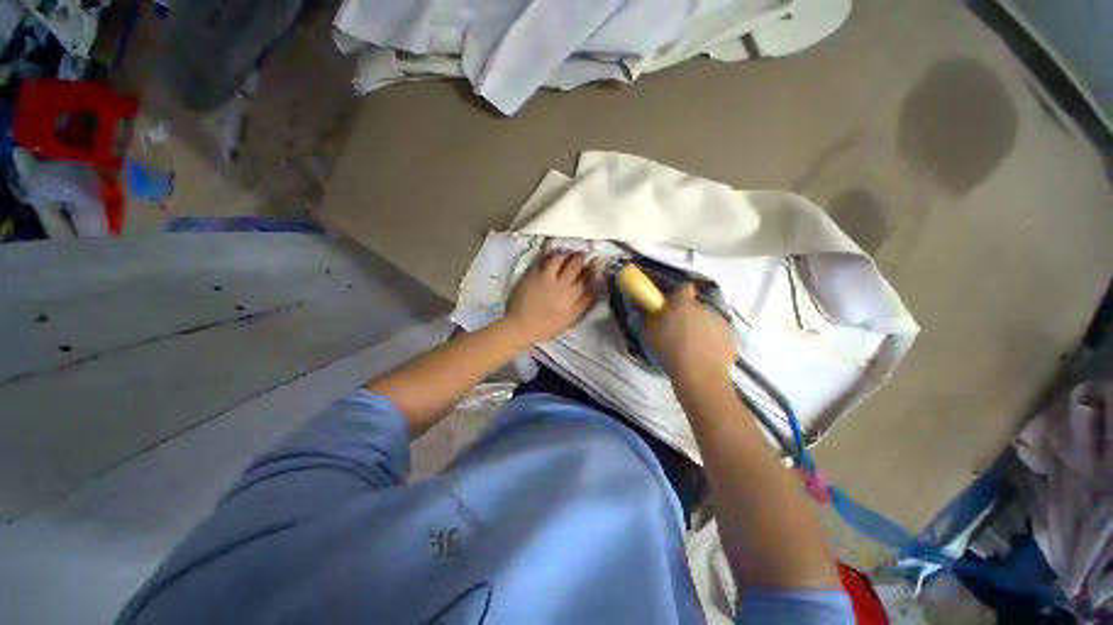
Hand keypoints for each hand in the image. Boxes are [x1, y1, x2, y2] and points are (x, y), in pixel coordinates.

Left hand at [506, 251, 598, 343]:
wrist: (522, 325)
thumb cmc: (548, 325)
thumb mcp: (571, 319)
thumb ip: (584, 303)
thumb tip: (596, 289)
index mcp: (571, 295)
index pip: (586, 277)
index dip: (592, 268)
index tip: (595, 262)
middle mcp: (560, 283)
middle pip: (574, 264)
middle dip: (580, 257)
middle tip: (582, 254)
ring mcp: (544, 276)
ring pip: (558, 258)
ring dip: (565, 254)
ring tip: (567, 254)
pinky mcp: (532, 274)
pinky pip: (542, 260)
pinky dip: (549, 255)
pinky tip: (552, 256)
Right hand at [646, 284, 735, 379]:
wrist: (699, 375)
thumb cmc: (670, 351)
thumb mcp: (649, 334)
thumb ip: (649, 317)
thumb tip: (647, 309)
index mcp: (683, 305)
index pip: (684, 288)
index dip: (679, 295)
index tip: (673, 306)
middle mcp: (704, 308)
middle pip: (696, 307)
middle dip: (689, 315)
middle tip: (679, 331)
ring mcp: (720, 322)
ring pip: (708, 320)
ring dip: (701, 328)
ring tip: (693, 347)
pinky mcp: (731, 337)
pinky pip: (719, 335)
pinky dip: (713, 341)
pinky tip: (706, 355)